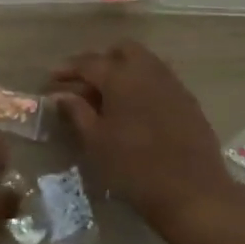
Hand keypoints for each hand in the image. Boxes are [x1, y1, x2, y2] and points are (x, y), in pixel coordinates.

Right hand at [49, 41, 236, 227]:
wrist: (193, 193)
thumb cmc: (134, 168)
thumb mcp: (97, 142)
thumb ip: (77, 113)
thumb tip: (61, 95)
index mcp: (121, 76)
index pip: (88, 63)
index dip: (68, 69)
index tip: (52, 79)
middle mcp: (148, 70)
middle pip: (122, 50)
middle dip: (101, 61)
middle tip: (86, 84)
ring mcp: (172, 83)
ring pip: (144, 61)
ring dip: (125, 70)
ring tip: (110, 98)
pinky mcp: (188, 100)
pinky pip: (160, 79)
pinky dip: (143, 85)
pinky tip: (137, 110)